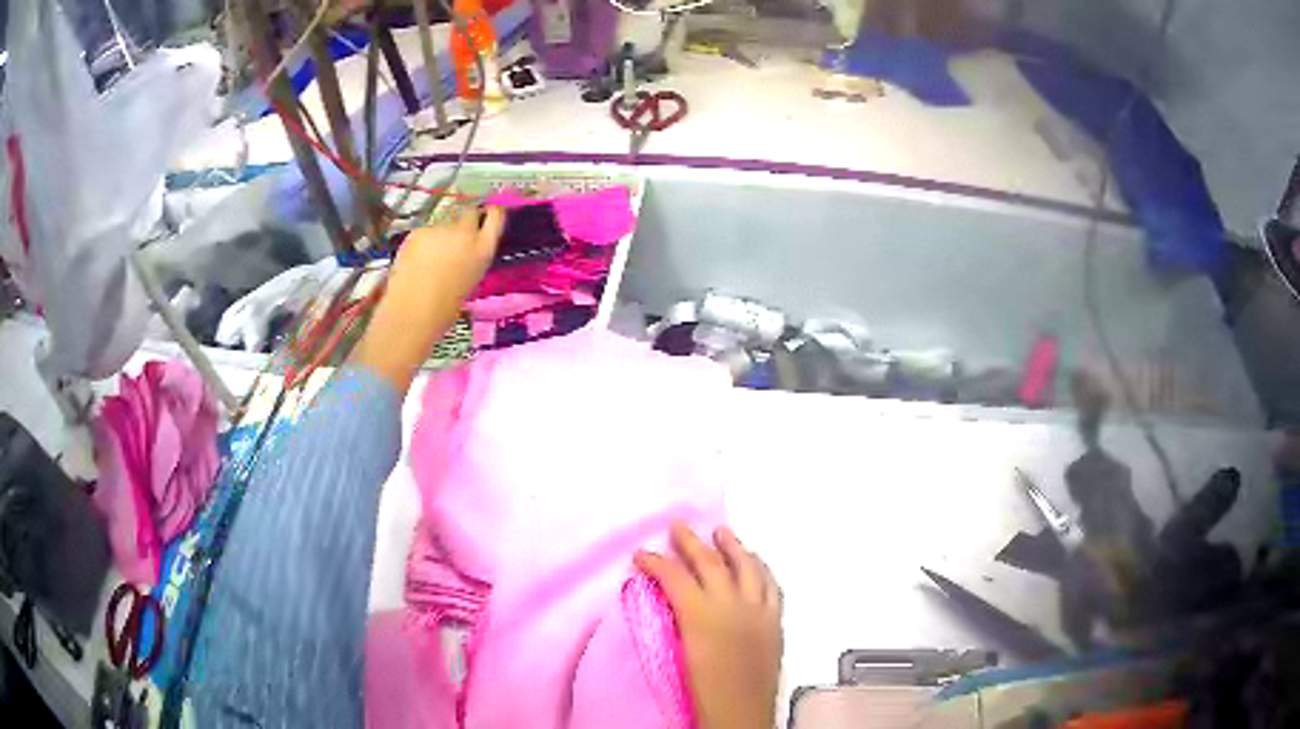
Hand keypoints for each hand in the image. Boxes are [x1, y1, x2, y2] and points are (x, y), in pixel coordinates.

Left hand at [355, 207, 503, 392]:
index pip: (495, 217)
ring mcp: (441, 229)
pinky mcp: (419, 231)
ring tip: (428, 260)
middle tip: (453, 235)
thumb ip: (470, 258)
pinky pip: (423, 233)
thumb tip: (462, 250)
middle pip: (469, 212)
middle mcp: (466, 234)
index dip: (492, 210)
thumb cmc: (444, 310)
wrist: (413, 312)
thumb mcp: (469, 280)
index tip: (490, 208)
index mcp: (483, 250)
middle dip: (464, 218)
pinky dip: (420, 243)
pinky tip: (414, 262)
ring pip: (443, 223)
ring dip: (440, 234)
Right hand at [635, 522, 782, 728]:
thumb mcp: (680, 651)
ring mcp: (759, 610)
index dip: (656, 562)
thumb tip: (671, 598)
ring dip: (733, 547)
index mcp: (702, 616)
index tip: (641, 554)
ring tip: (722, 532)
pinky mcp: (775, 620)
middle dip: (691, 542)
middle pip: (711, 563)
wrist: (740, 714)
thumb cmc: (702, 691)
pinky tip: (755, 564)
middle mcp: (733, 604)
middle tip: (678, 525)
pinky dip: (761, 569)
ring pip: (748, 567)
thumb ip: (678, 619)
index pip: (676, 577)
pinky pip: (772, 586)